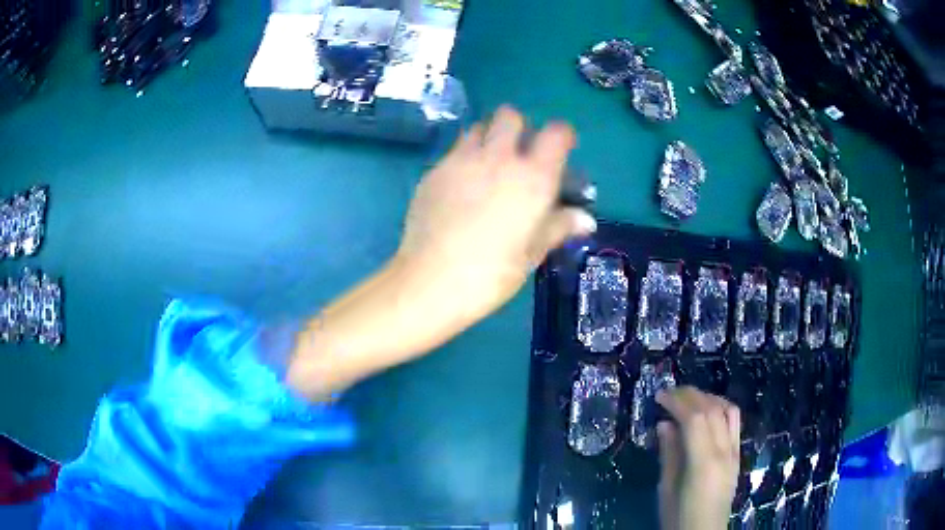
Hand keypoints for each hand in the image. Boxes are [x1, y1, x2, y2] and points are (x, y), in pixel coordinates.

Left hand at [398, 106, 595, 327]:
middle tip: (518, 154)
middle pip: (510, 116)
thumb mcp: (532, 253)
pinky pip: (454, 150)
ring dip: (489, 137)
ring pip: (479, 127)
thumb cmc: (492, 274)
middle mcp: (499, 158)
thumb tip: (586, 219)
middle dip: (518, 127)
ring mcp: (462, 160)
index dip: (562, 135)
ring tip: (488, 164)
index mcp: (533, 178)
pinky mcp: (434, 170)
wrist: (431, 281)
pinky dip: (463, 157)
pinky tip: (460, 185)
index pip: (557, 133)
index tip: (560, 149)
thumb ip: (558, 227)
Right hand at [656, 387, 740, 529]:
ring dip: (708, 398)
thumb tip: (665, 424)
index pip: (694, 418)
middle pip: (712, 409)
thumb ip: (669, 454)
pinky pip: (734, 422)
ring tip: (688, 398)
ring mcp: (735, 451)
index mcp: (704, 462)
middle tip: (669, 393)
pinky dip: (721, 408)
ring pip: (727, 410)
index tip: (659, 395)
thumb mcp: (666, 488)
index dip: (677, 401)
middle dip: (690, 395)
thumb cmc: (678, 516)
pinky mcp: (738, 455)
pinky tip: (708, 411)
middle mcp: (724, 451)